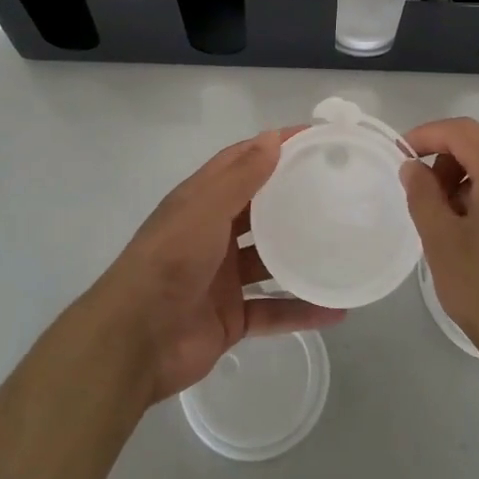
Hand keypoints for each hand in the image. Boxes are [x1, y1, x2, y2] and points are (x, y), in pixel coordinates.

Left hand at [93, 129, 344, 403]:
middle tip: (340, 190)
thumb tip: (274, 136)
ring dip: (302, 255)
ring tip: (345, 245)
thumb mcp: (204, 210)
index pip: (242, 162)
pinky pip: (273, 310)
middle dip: (294, 199)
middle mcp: (213, 234)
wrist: (133, 342)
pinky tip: (336, 309)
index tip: (316, 139)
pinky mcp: (231, 317)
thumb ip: (240, 177)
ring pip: (271, 261)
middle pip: (260, 210)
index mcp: (201, 202)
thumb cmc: (168, 262)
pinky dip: (301, 310)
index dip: (275, 147)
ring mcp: (223, 278)